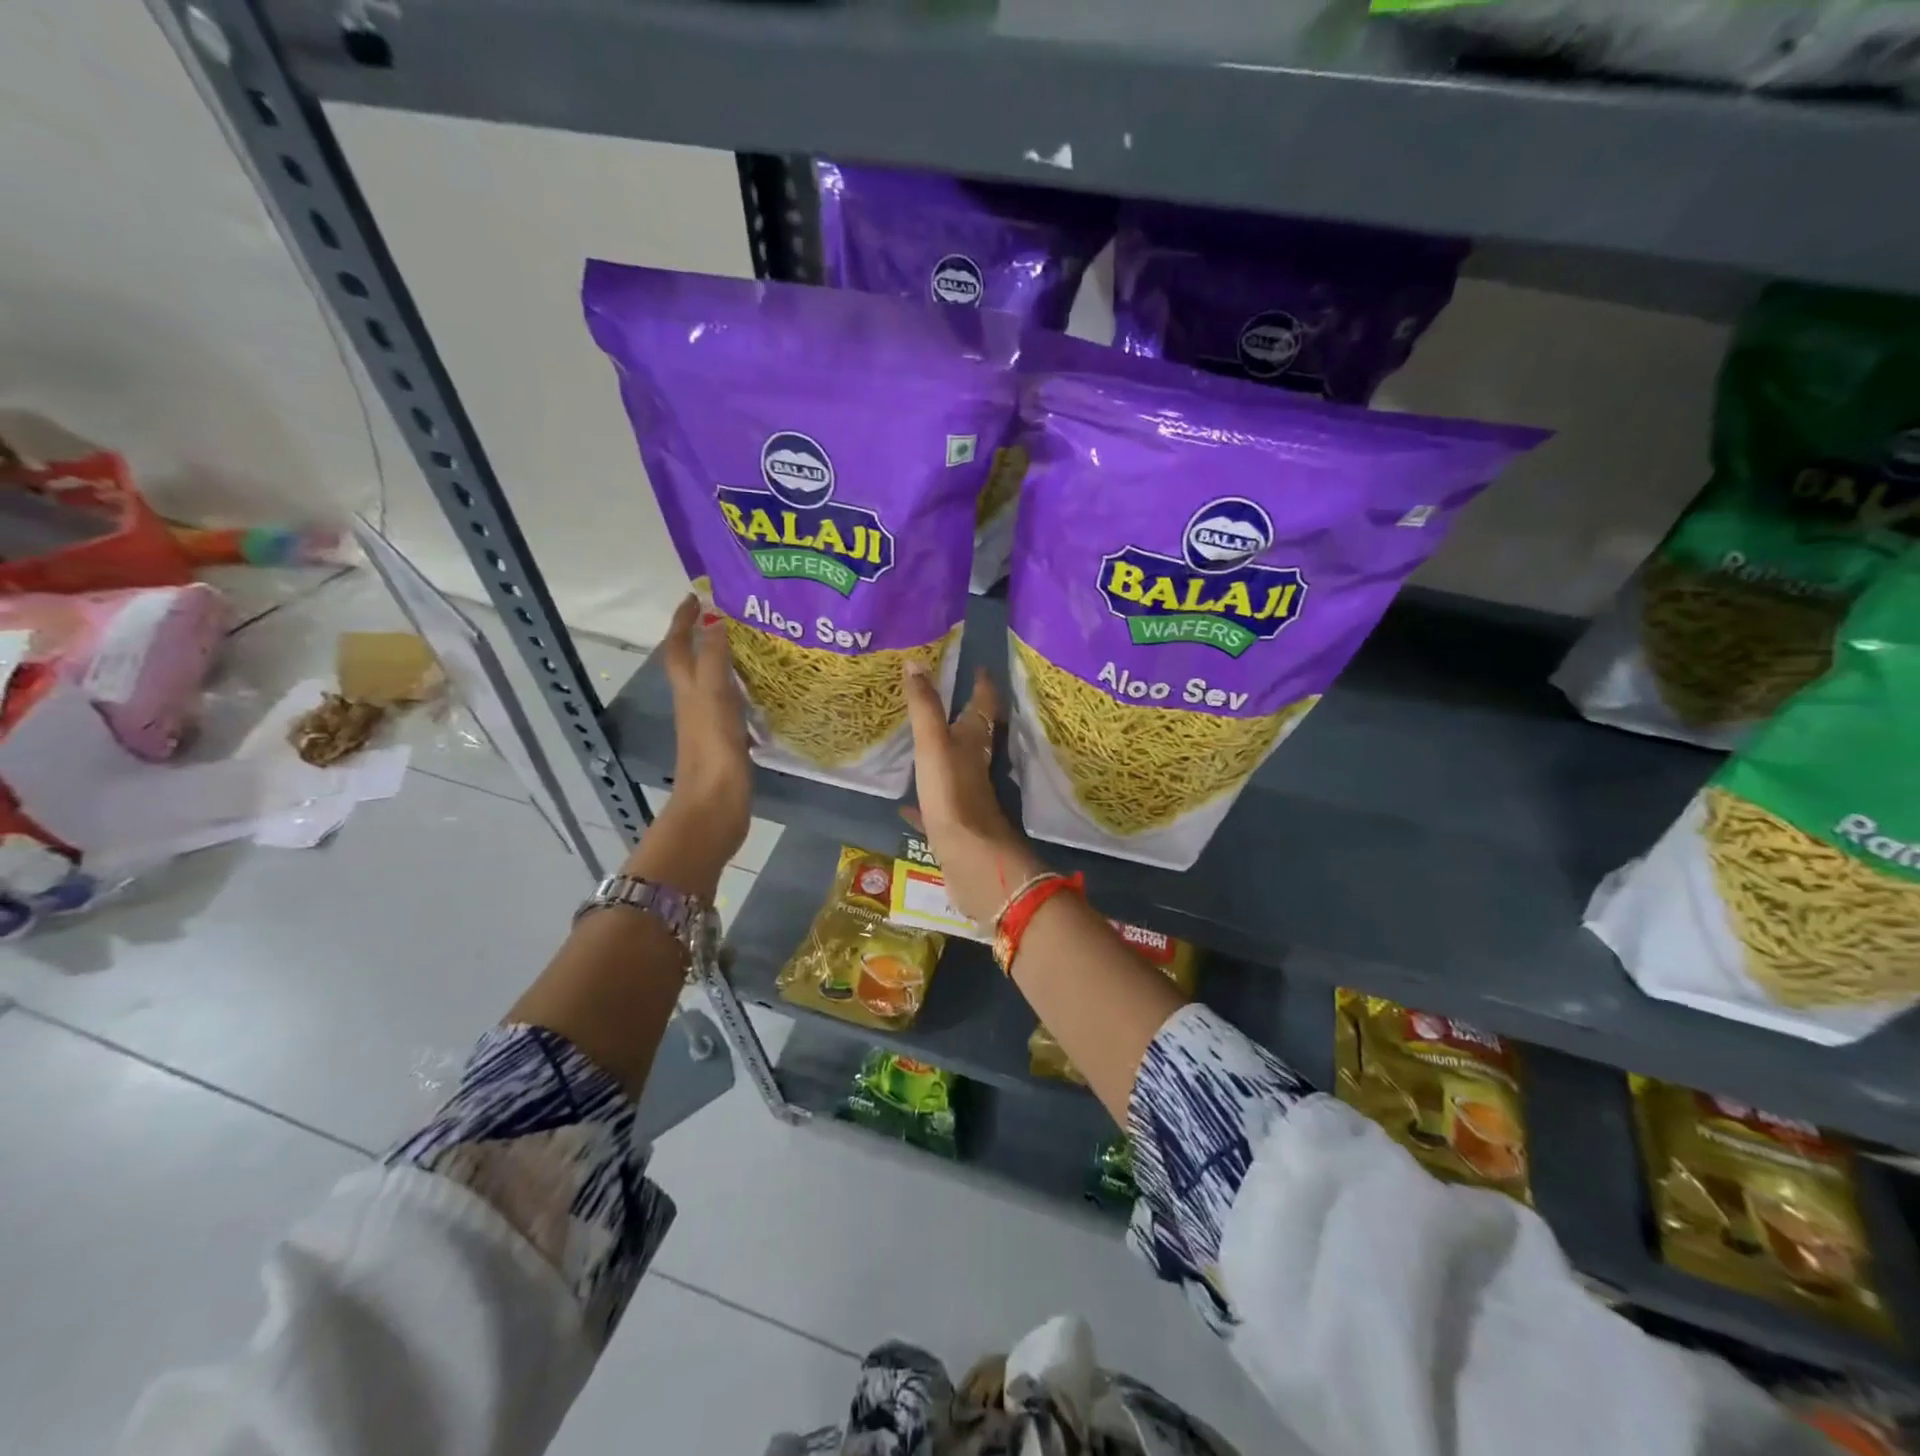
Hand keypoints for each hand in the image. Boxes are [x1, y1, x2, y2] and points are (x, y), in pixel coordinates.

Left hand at [624, 594, 750, 896]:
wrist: (715, 808)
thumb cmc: (712, 750)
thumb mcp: (713, 696)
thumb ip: (714, 658)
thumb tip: (714, 617)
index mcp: (687, 689)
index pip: (679, 645)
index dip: (683, 619)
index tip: (698, 594)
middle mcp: (694, 702)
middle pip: (694, 662)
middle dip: (707, 635)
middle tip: (735, 615)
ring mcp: (710, 724)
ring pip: (715, 682)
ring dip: (727, 662)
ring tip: (757, 646)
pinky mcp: (728, 742)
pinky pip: (734, 705)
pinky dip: (744, 691)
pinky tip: (766, 692)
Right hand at [902, 662, 1043, 927]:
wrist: (969, 856)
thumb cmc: (953, 792)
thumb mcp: (934, 743)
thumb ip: (925, 705)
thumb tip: (915, 662)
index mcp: (976, 740)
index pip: (984, 704)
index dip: (982, 684)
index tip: (978, 667)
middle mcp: (976, 764)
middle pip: (974, 734)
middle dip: (963, 716)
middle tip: (945, 697)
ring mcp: (966, 794)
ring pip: (956, 767)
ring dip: (945, 753)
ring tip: (923, 740)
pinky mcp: (954, 822)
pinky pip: (936, 804)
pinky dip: (923, 800)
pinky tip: (906, 803)